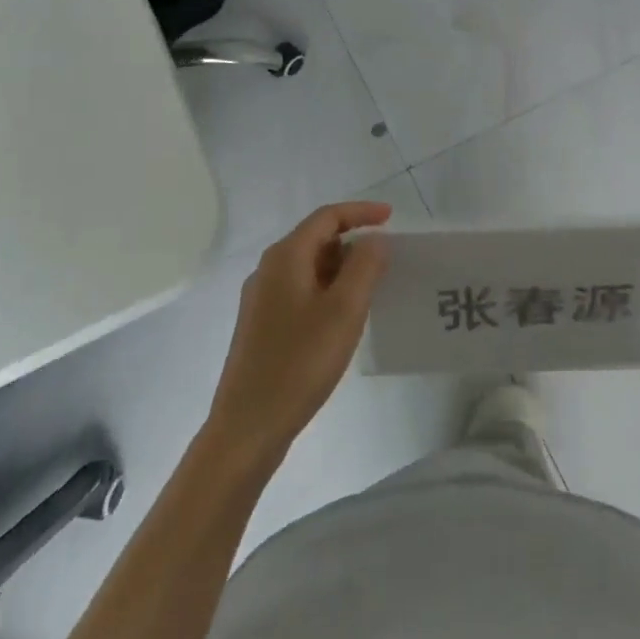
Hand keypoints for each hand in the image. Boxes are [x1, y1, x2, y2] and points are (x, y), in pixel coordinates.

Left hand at [206, 201, 392, 464]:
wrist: (248, 426)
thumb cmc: (300, 362)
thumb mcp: (344, 310)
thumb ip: (365, 266)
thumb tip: (374, 239)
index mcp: (285, 258)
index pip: (327, 217)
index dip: (361, 212)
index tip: (391, 217)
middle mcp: (268, 270)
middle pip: (316, 239)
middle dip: (353, 241)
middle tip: (387, 258)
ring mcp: (261, 299)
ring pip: (309, 267)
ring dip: (342, 268)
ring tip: (372, 287)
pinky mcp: (262, 325)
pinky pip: (301, 291)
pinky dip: (328, 290)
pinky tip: (344, 316)